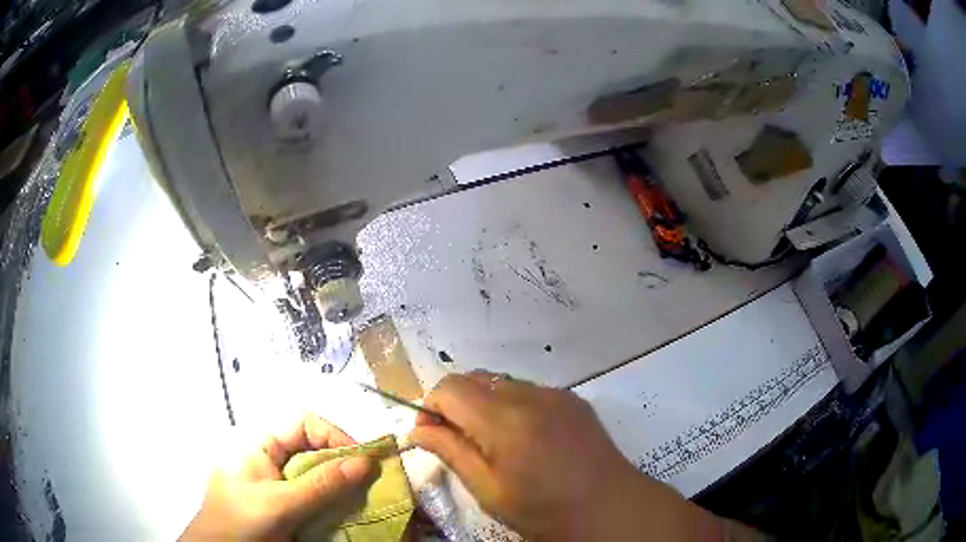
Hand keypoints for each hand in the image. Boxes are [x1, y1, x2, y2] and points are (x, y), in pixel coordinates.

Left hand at [180, 414, 374, 541]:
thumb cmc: (242, 521)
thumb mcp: (283, 504)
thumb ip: (323, 484)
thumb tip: (366, 462)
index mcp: (258, 440)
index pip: (303, 422)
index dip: (335, 436)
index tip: (361, 463)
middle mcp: (264, 452)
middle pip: (309, 445)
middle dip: (339, 462)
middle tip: (364, 485)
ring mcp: (268, 475)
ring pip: (310, 468)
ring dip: (334, 482)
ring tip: (355, 499)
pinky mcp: (274, 495)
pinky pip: (305, 488)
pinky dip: (324, 497)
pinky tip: (336, 511)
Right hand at [409, 372, 717, 540]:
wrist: (609, 507)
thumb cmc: (543, 509)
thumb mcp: (488, 489)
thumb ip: (451, 452)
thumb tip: (418, 429)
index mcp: (505, 421)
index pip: (449, 388)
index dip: (431, 407)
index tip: (430, 434)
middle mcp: (530, 395)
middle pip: (474, 378)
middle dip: (455, 403)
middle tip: (459, 440)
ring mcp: (555, 393)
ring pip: (500, 382)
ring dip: (483, 403)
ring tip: (493, 441)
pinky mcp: (572, 398)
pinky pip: (528, 390)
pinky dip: (512, 405)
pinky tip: (525, 437)